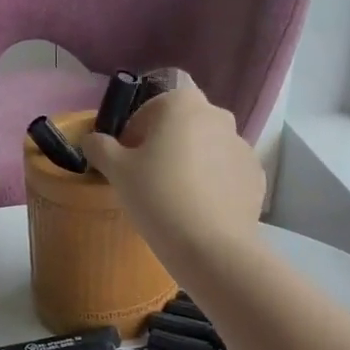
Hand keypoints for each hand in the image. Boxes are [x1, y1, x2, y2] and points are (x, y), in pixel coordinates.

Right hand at [82, 86, 264, 263]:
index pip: (152, 107)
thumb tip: (93, 140)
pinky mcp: (255, 176)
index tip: (127, 160)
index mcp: (183, 103)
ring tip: (177, 199)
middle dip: (166, 144)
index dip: (135, 131)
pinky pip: (227, 173)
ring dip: (192, 163)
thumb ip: (100, 147)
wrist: (211, 246)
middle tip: (149, 179)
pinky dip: (214, 184)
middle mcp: (218, 116)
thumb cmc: (157, 197)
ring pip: (208, 149)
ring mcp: (242, 146)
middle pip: (183, 125)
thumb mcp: (117, 171)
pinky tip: (200, 211)